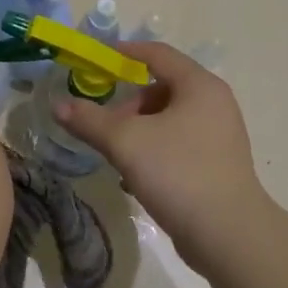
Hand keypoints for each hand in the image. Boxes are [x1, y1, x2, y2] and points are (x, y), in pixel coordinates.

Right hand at [54, 42, 273, 270]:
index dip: (125, 52)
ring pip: (169, 118)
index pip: (157, 53)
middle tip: (103, 123)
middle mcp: (214, 103)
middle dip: (128, 103)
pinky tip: (136, 175)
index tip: (97, 60)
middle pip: (162, 88)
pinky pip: (179, 142)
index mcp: (199, 86)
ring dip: (138, 129)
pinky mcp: (218, 163)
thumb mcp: (126, 142)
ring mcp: (220, 134)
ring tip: (116, 153)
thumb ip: (89, 120)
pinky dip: (155, 148)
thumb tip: (57, 105)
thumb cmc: (178, 173)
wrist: (229, 236)